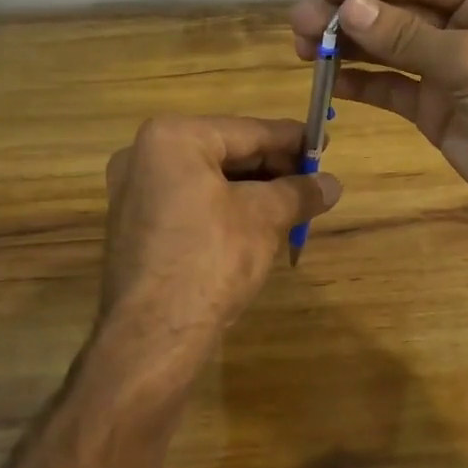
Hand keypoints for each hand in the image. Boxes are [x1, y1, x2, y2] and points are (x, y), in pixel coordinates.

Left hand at [97, 115, 340, 376]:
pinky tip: (258, 223)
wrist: (153, 336)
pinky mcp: (135, 225)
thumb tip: (333, 183)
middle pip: (226, 152)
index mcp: (172, 138)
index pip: (248, 131)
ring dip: (252, 190)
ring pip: (209, 179)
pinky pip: (190, 202)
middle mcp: (143, 155)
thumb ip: (299, 192)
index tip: (324, 143)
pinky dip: (225, 207)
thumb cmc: (210, 260)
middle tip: (313, 179)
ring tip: (294, 203)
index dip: (291, 139)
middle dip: (273, 168)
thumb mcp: (264, 219)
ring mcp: (134, 192)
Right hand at [290, 0, 467, 230]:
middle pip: (399, 11)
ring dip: (349, 47)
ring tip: (302, 46)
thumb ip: (407, 37)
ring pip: (389, 48)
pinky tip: (328, 80)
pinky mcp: (435, 105)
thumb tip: (348, 8)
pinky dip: (362, 82)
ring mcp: (448, 66)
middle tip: (301, 21)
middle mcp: (467, 24)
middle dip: (351, 15)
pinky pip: (391, 86)